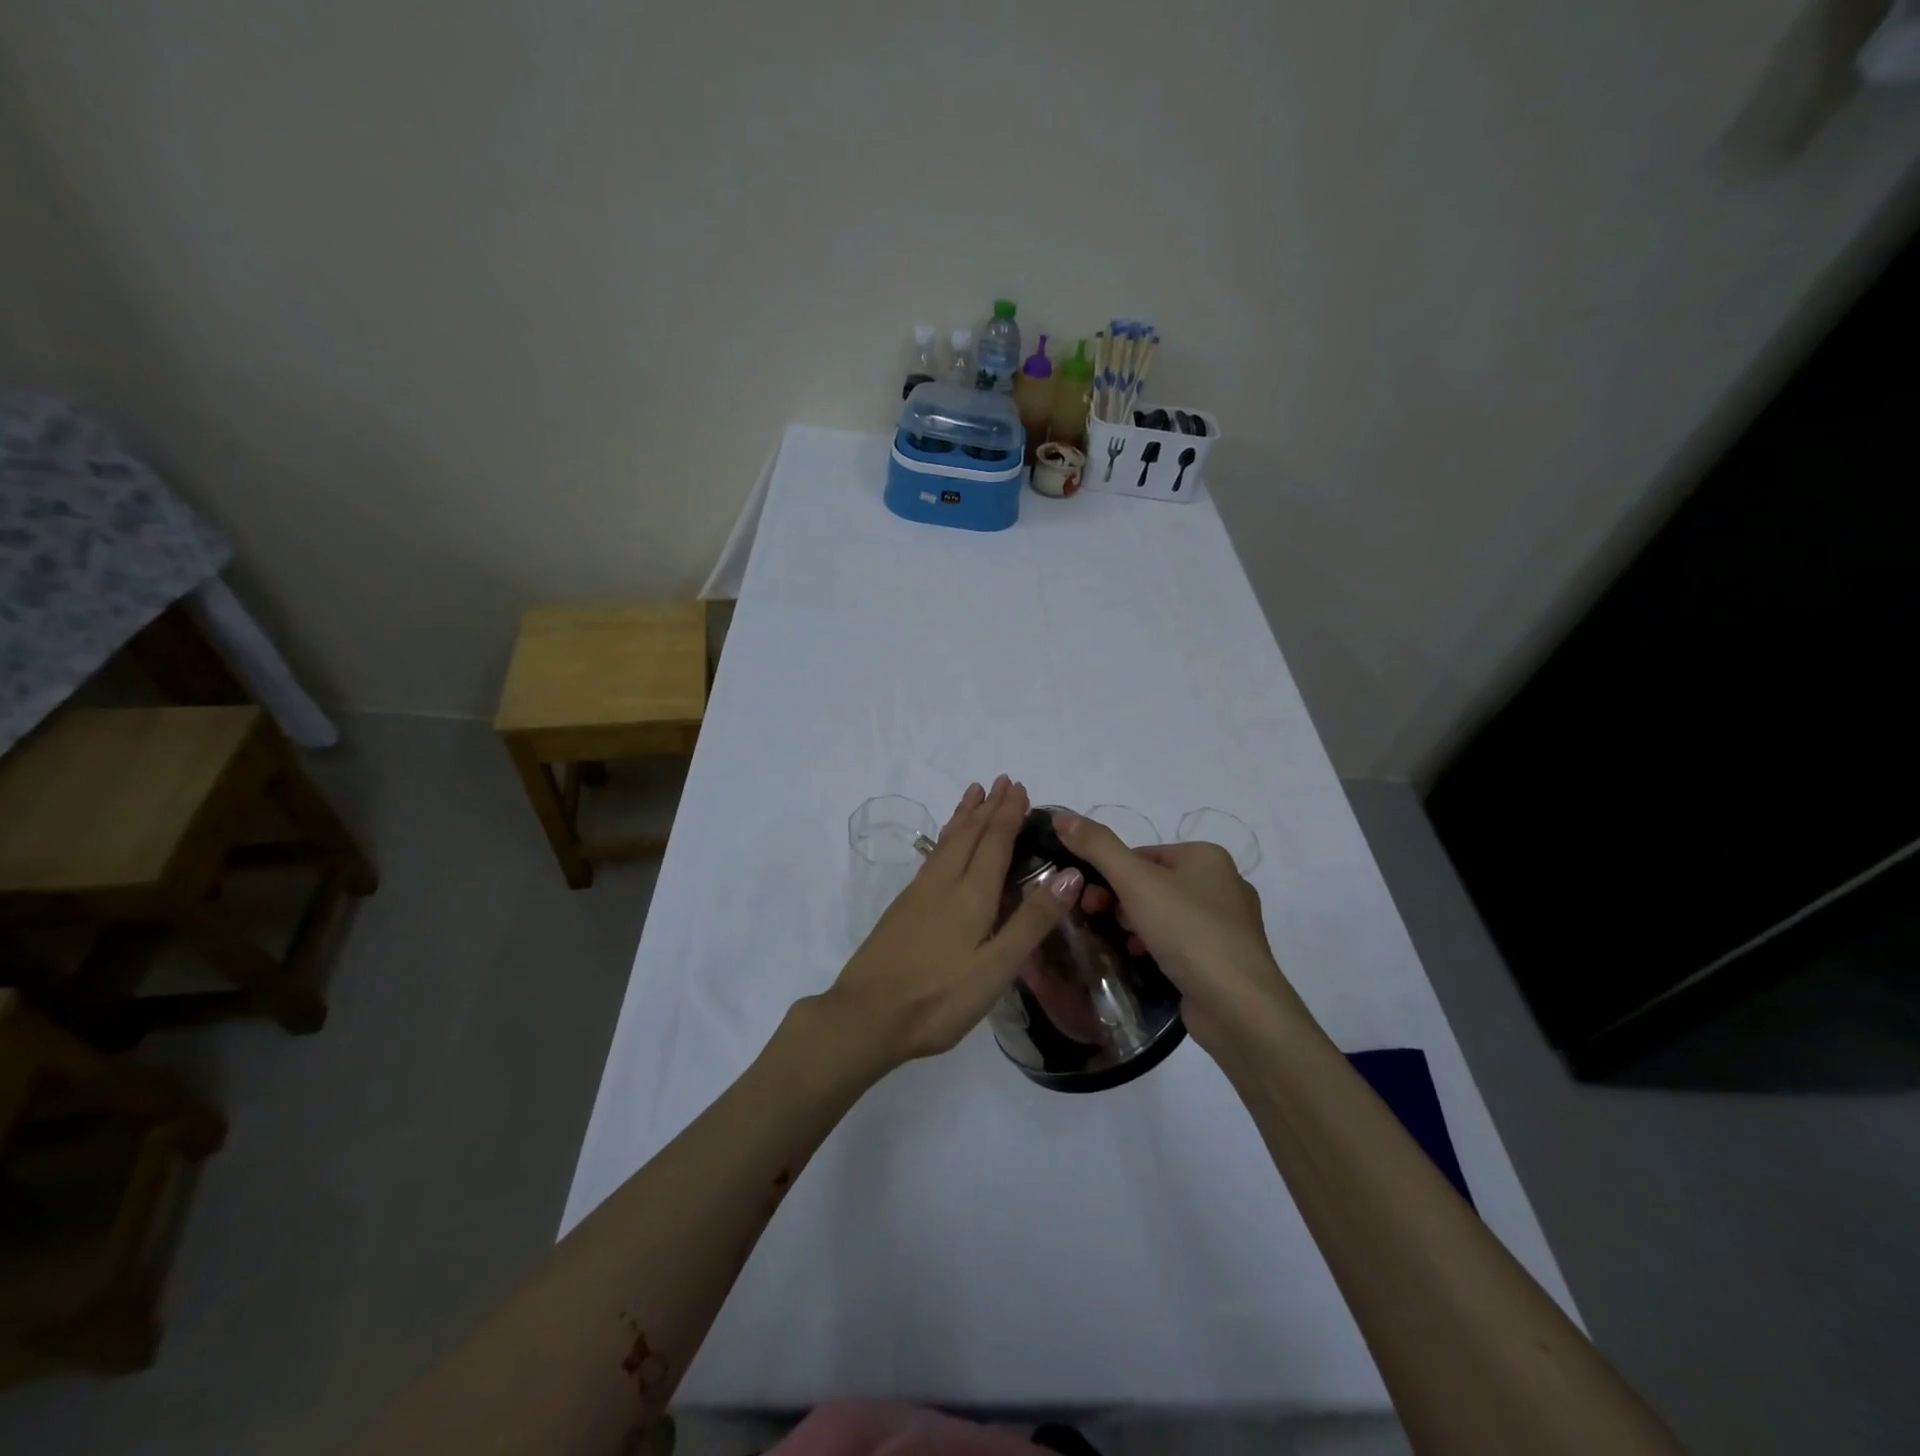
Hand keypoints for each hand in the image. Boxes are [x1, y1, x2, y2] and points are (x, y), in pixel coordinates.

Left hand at [820, 777, 1081, 1069]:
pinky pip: (933, 856)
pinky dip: (946, 837)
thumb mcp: (997, 968)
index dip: (1008, 814)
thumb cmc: (939, 998)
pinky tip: (945, 845)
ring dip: (964, 816)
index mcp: (971, 895)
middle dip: (988, 807)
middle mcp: (944, 883)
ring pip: (947, 842)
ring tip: (973, 794)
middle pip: (969, 834)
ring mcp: (918, 894)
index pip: (995, 843)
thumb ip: (1032, 921)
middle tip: (1001, 781)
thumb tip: (1069, 874)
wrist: (866, 1016)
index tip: (1019, 787)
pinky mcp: (902, 908)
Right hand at [1052, 812, 1298, 1054]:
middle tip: (1098, 920)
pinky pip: (1181, 942)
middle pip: (1152, 883)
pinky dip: (1157, 947)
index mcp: (1206, 855)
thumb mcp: (1135, 881)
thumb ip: (1097, 846)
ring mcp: (1228, 924)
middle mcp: (1223, 883)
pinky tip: (1142, 960)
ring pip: (1165, 913)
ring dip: (1136, 925)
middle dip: (1120, 901)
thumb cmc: (1187, 931)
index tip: (1088, 898)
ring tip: (1121, 944)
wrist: (1238, 1006)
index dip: (1109, 873)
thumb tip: (1061, 816)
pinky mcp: (1226, 958)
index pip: (1142, 854)